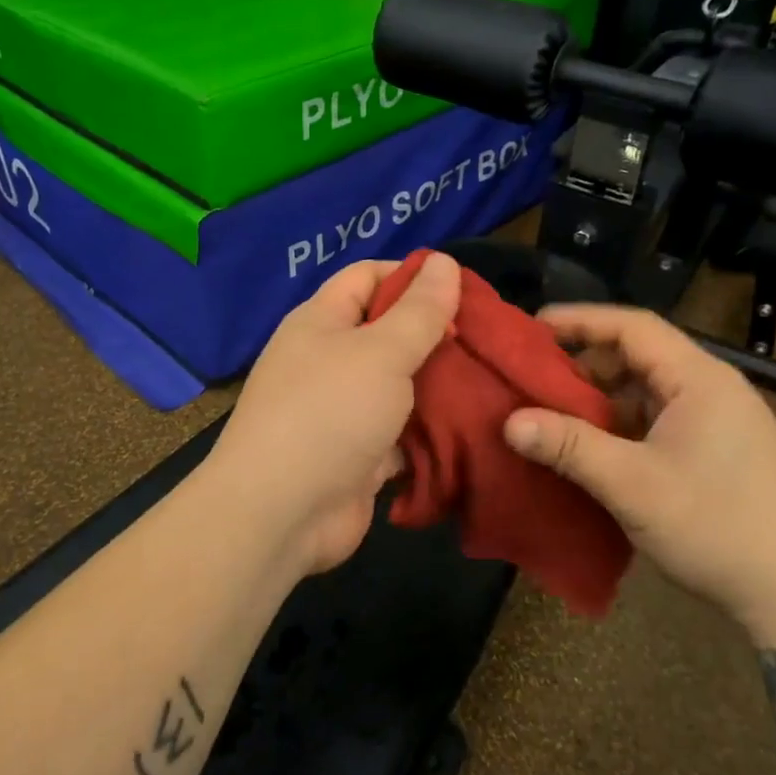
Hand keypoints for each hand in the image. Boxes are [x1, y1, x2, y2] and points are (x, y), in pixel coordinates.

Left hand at [202, 253, 461, 575]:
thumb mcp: (381, 352)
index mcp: (322, 322)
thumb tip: (444, 260)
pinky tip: (474, 427)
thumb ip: (419, 310)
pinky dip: (431, 431)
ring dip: (440, 386)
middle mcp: (329, 360)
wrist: (281, 514)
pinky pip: (402, 433)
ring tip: (493, 380)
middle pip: (389, 332)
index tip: (465, 290)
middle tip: (490, 340)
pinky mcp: (360, 455)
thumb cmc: (329, 414)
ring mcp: (344, 411)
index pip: (368, 277)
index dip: (413, 276)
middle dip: (436, 334)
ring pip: (400, 386)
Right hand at [502, 304, 775, 628]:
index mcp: (699, 379)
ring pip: (647, 393)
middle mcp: (712, 389)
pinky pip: (658, 422)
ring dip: (601, 401)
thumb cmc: (717, 526)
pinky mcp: (719, 453)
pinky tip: (593, 451)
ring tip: (554, 417)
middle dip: (584, 365)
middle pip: (639, 356)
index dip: (580, 320)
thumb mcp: (633, 484)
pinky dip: (621, 427)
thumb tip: (510, 422)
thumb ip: (569, 447)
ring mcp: (719, 423)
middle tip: (534, 380)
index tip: (532, 327)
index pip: (633, 326)